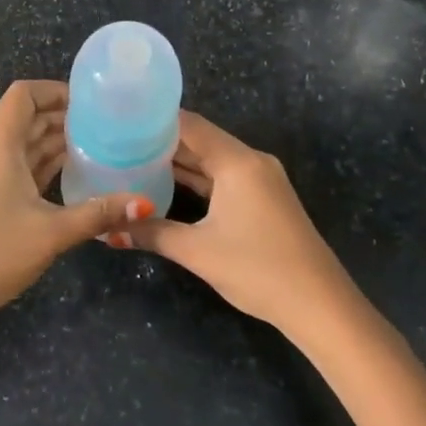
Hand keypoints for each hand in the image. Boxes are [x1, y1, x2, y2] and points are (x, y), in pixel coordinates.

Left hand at [0, 80, 151, 330]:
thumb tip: (143, 203)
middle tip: (105, 127)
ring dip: (52, 144)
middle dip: (62, 118)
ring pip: (20, 146)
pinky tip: (68, 179)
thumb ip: (98, 213)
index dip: (54, 90)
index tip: (90, 102)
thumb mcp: (51, 232)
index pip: (23, 95)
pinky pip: (12, 168)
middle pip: (24, 119)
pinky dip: (39, 167)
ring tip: (96, 150)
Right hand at [130, 111, 360, 337]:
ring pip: (212, 161)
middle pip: (200, 140)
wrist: (319, 305)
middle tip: (118, 142)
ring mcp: (261, 180)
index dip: (154, 120)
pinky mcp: (264, 200)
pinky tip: (167, 185)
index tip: (120, 120)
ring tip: (134, 160)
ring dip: (178, 162)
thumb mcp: (197, 251)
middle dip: (161, 142)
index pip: (189, 125)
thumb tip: (106, 230)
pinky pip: (224, 178)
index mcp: (237, 162)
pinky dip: (198, 179)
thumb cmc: (257, 269)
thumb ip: (151, 233)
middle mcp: (251, 161)